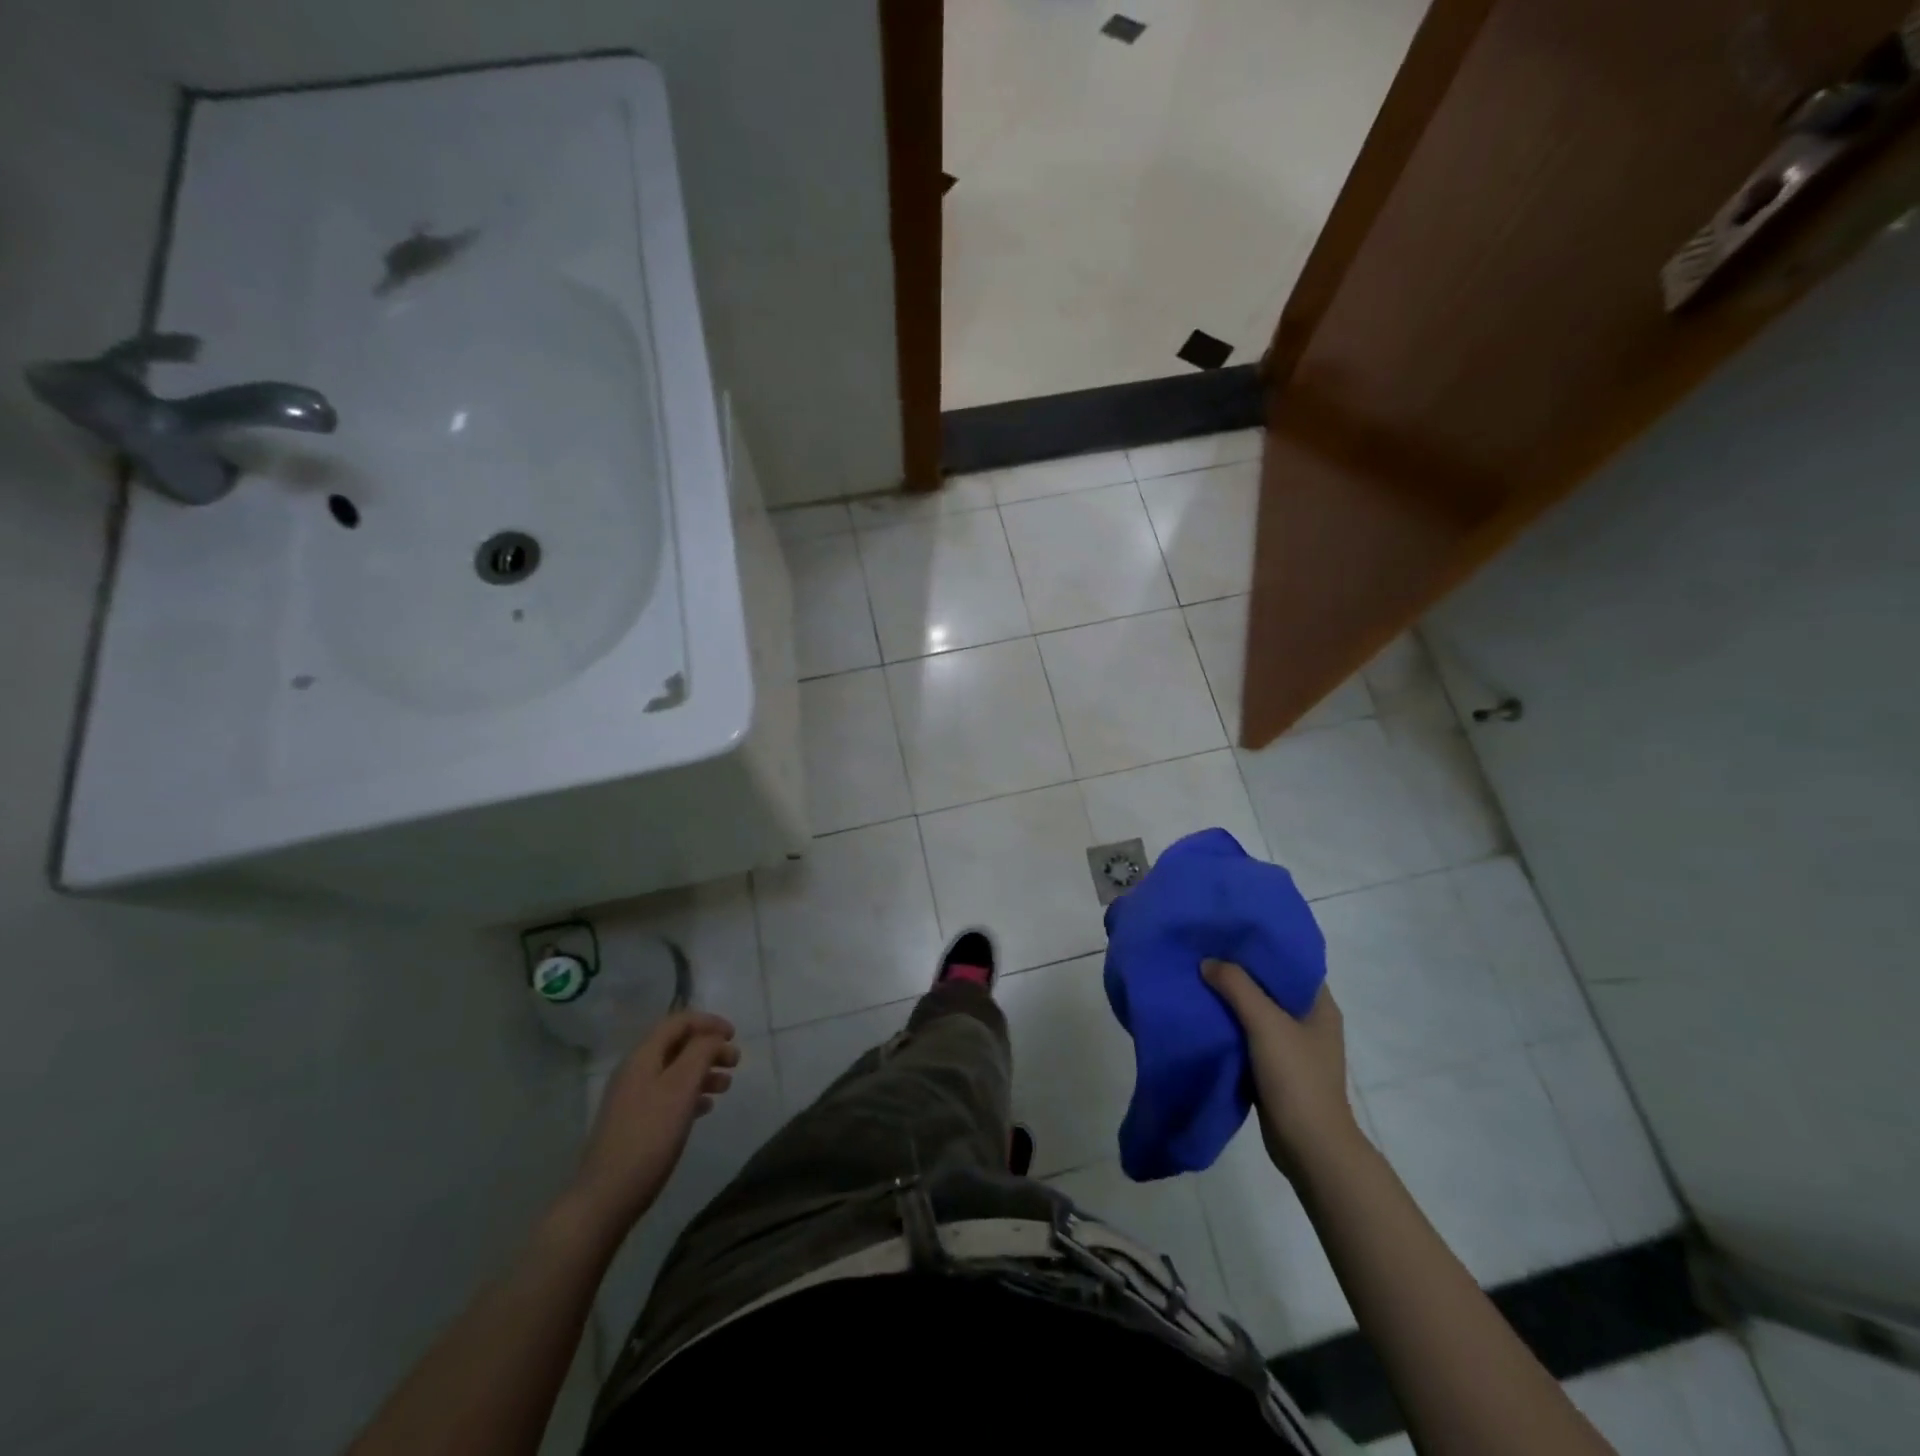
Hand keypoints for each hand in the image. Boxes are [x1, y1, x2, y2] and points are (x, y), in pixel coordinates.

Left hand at [571, 1010, 738, 1230]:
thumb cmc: (649, 1136)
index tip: (734, 1035)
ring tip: (726, 1087)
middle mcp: (635, 1071)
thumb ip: (701, 1053)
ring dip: (703, 1072)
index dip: (708, 1022)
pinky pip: (669, 1095)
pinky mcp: (635, 1123)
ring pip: (675, 1071)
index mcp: (643, 1056)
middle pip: (678, 1045)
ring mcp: (633, 1098)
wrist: (606, 1197)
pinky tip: (706, 1109)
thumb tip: (713, 1037)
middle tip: (736, 1063)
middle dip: (709, 1048)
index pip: (678, 1022)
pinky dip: (691, 1094)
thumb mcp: (681, 1087)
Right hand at [1203, 960, 1362, 1179]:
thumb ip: (1236, 987)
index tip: (1227, 930)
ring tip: (1197, 976)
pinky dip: (1228, 1024)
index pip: (1289, 960)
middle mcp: (1308, 1020)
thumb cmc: (1296, 1078)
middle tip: (1204, 950)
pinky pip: (1248, 1034)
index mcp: (1319, 1005)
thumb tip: (1208, 961)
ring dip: (1230, 998)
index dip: (1260, 944)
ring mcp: (1292, 1045)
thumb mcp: (1265, 1024)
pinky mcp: (1274, 1066)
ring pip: (1256, 1010)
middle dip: (1238, 970)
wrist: (1309, 1147)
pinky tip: (1203, 1013)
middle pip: (1269, 984)